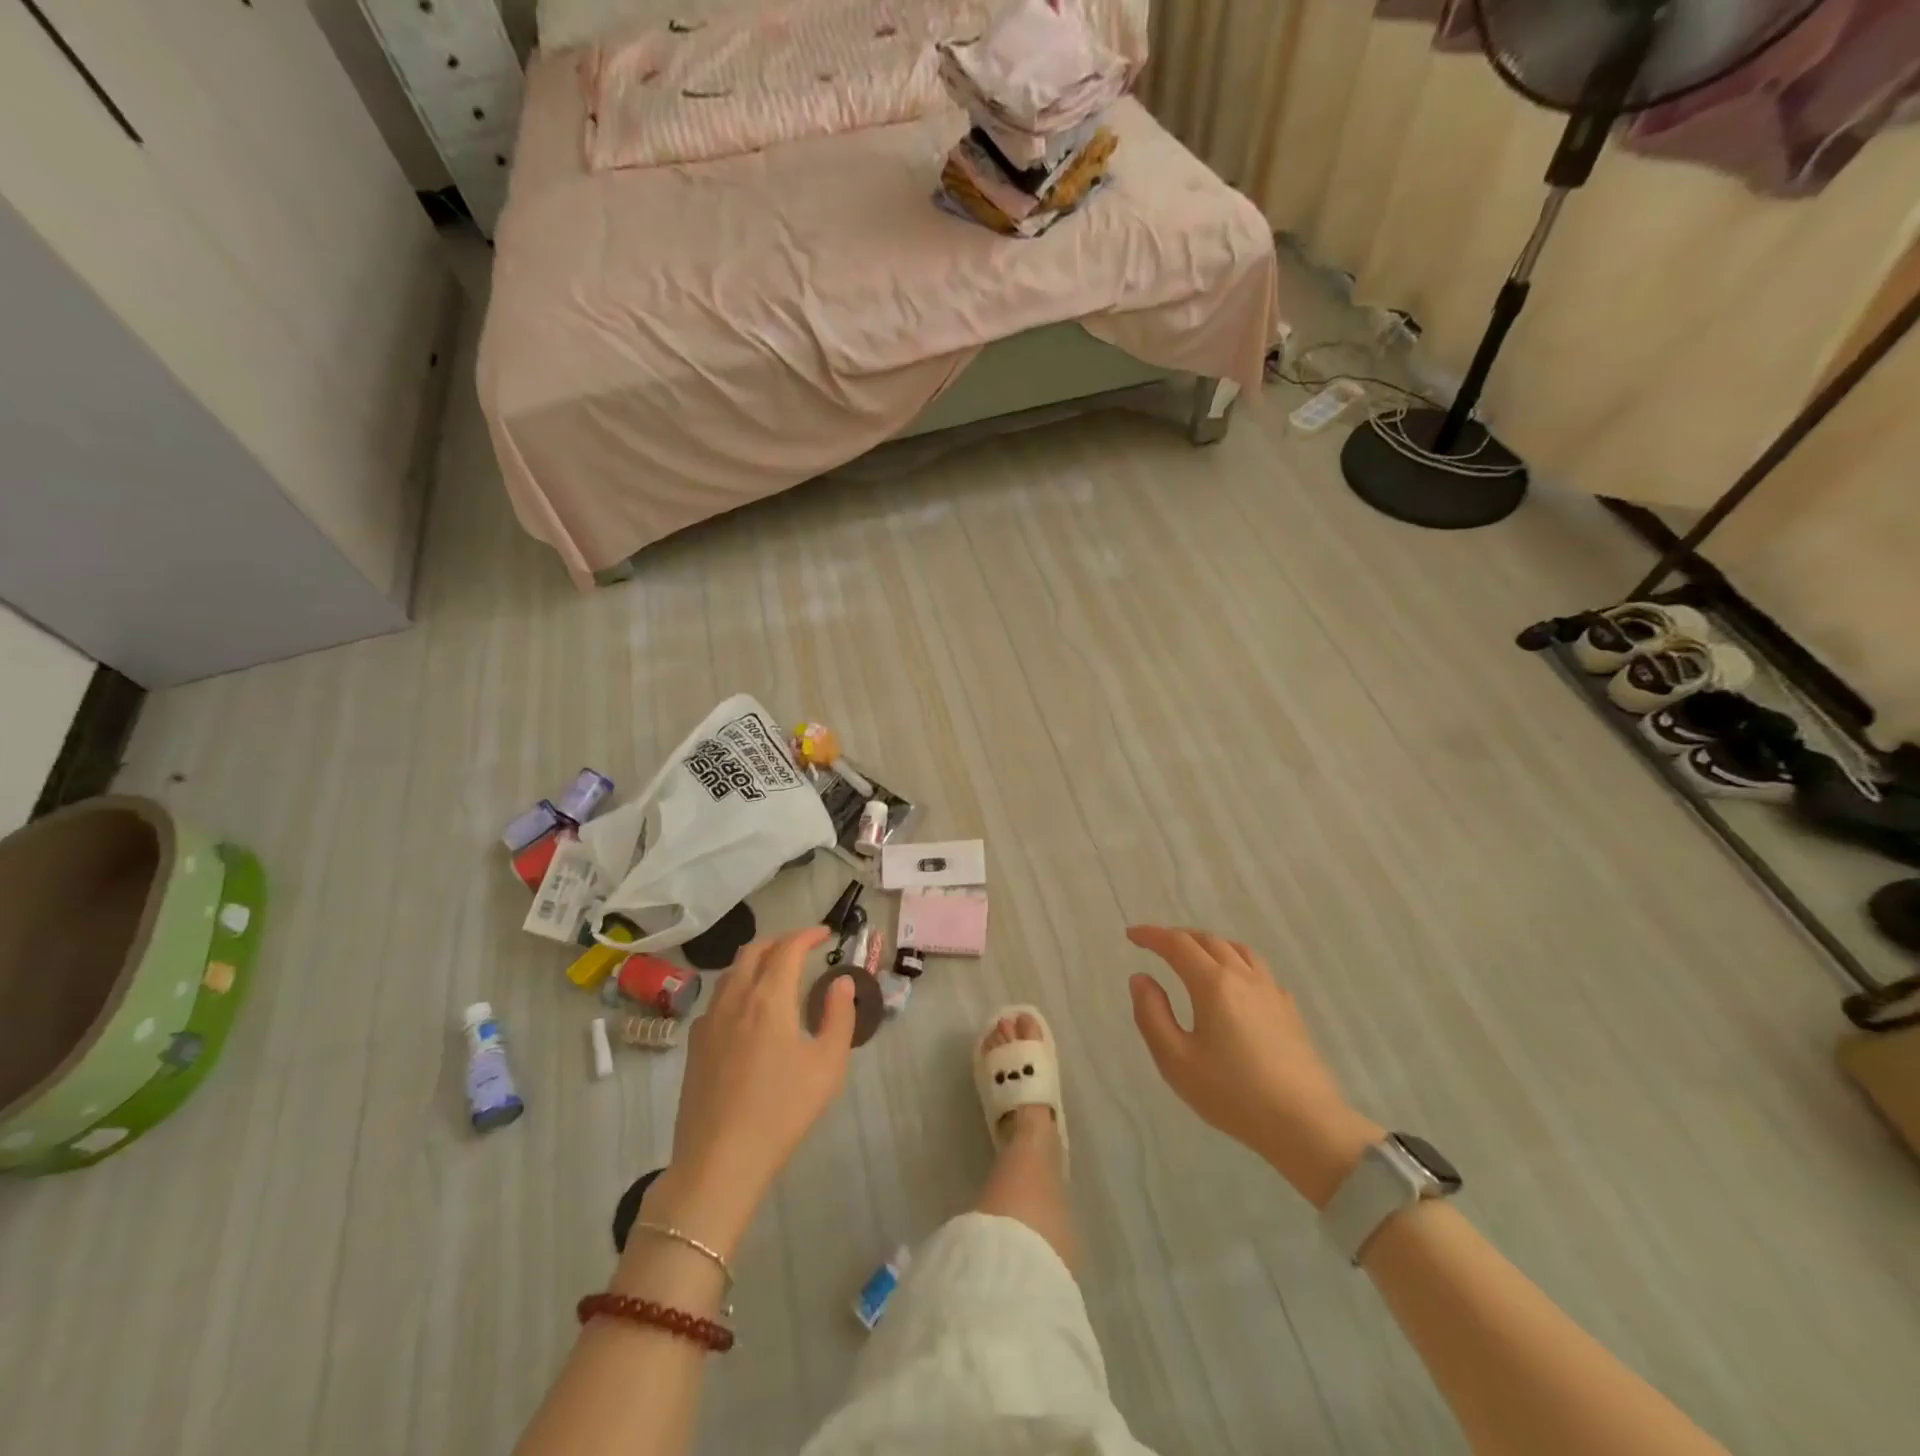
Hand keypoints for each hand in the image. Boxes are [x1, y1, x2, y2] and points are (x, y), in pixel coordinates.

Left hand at [653, 928, 855, 1250]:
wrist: (719, 1161)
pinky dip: (737, 987)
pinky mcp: (694, 1045)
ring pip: (731, 972)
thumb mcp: (827, 1065)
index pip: (787, 949)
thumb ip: (838, 1016)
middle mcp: (735, 999)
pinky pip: (717, 999)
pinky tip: (748, 1011)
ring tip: (776, 972)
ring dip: (755, 960)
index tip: (825, 934)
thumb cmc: (782, 1111)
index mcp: (769, 999)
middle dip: (780, 941)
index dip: (807, 935)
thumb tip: (840, 982)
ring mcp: (709, 1021)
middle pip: (753, 951)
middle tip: (802, 948)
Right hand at [1126, 925, 1381, 1206]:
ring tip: (1193, 956)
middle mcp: (1243, 977)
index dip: (1151, 935)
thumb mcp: (1176, 1060)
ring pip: (1237, 949)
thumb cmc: (1232, 1094)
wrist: (1305, 1124)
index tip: (1131, 934)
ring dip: (1209, 944)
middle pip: (1208, 940)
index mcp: (1213, 984)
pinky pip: (1257, 969)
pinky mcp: (1289, 1009)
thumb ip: (1152, 1014)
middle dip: (1178, 937)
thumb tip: (1141, 978)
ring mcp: (1271, 991)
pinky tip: (1233, 984)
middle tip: (1156, 944)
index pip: (1177, 944)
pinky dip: (1235, 961)